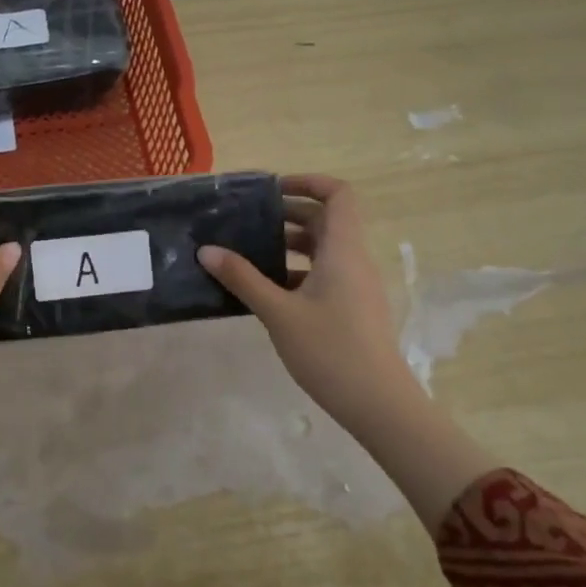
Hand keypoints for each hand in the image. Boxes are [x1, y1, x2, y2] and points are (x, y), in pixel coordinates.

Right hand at [198, 175, 412, 426]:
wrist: (378, 404)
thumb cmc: (330, 350)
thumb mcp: (278, 313)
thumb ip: (242, 278)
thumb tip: (207, 250)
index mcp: (343, 250)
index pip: (339, 195)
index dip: (308, 182)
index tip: (271, 190)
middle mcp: (354, 260)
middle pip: (327, 219)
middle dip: (289, 213)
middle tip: (250, 220)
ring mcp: (357, 286)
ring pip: (325, 248)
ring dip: (292, 243)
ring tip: (251, 252)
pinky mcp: (353, 308)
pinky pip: (325, 273)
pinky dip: (298, 270)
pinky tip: (268, 289)